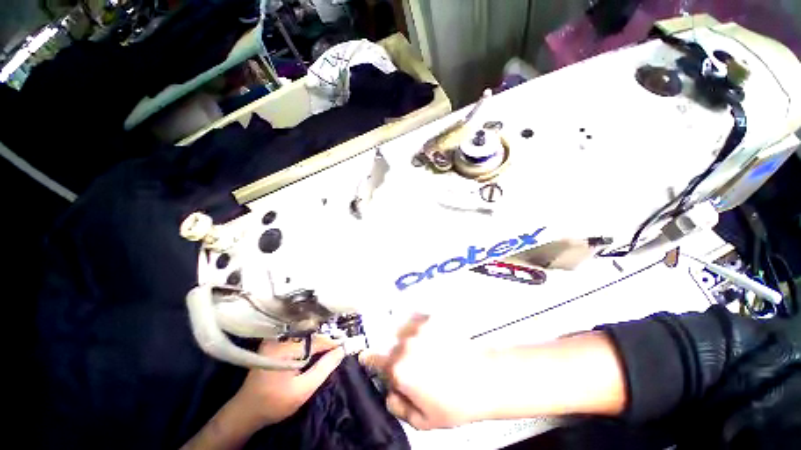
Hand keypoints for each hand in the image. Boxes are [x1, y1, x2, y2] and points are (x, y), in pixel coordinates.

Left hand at [230, 336, 345, 427]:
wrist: (245, 412)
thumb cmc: (274, 403)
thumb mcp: (302, 390)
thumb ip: (324, 368)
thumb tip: (341, 351)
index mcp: (283, 347)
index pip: (315, 340)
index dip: (332, 342)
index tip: (346, 345)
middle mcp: (278, 338)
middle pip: (310, 334)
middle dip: (325, 340)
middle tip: (340, 346)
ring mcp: (274, 339)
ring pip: (304, 335)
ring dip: (318, 341)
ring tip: (331, 347)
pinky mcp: (273, 343)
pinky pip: (296, 338)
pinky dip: (308, 342)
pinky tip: (316, 348)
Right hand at [360, 314, 500, 429]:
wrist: (483, 379)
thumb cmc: (454, 403)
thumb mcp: (423, 421)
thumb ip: (398, 407)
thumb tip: (389, 393)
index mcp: (399, 369)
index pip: (373, 359)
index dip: (369, 359)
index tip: (367, 357)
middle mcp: (405, 344)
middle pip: (390, 345)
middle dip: (396, 355)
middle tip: (412, 364)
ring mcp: (419, 328)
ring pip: (402, 329)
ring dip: (406, 337)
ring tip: (422, 347)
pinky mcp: (432, 318)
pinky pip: (416, 318)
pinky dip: (417, 325)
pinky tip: (428, 335)